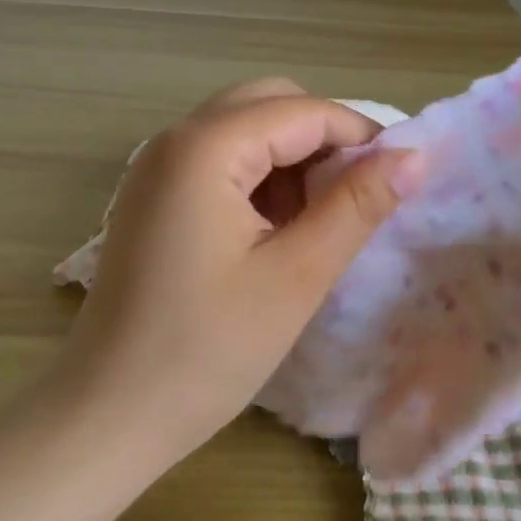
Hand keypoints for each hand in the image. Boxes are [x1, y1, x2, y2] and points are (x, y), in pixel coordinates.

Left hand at [52, 79, 419, 463]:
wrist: (106, 417)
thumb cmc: (206, 350)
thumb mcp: (296, 275)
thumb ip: (357, 206)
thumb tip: (415, 156)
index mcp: (205, 147)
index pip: (304, 111)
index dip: (361, 135)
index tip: (402, 177)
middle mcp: (175, 139)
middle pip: (269, 104)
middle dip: (324, 138)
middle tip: (359, 195)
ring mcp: (157, 167)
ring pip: (245, 129)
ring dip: (292, 158)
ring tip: (321, 219)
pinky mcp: (153, 197)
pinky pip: (220, 160)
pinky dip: (260, 177)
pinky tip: (277, 229)